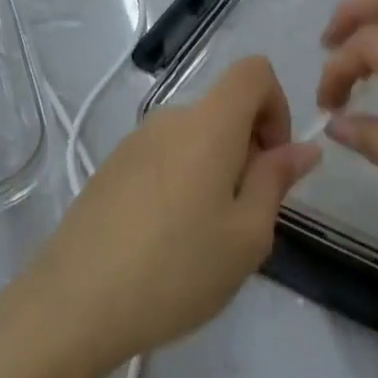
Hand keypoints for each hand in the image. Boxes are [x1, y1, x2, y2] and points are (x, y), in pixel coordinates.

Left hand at [21, 56, 320, 371]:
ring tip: (204, 238)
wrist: (74, 305)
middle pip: (224, 109)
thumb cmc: (177, 270)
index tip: (273, 162)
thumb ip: (276, 180)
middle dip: (248, 150)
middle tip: (244, 217)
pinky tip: (166, 240)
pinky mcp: (109, 170)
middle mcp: (168, 120)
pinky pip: (162, 158)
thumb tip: (302, 147)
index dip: (277, 106)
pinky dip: (182, 181)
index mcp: (207, 125)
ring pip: (193, 138)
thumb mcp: (247, 235)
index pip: (253, 72)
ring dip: (215, 170)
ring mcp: (132, 143)